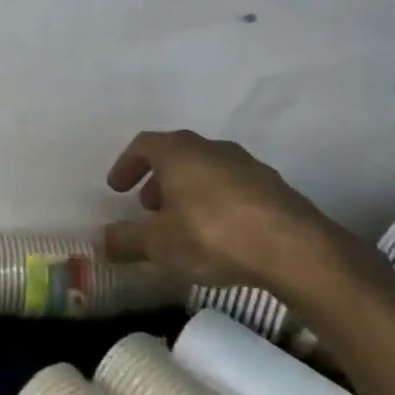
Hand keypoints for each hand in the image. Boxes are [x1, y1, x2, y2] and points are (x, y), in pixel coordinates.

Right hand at [99, 130, 341, 295]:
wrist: (295, 249)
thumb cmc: (212, 235)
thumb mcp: (158, 244)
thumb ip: (125, 241)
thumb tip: (100, 241)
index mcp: (177, 151)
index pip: (143, 145)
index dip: (126, 165)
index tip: (117, 188)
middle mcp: (210, 147)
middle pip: (176, 155)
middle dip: (158, 180)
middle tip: (149, 208)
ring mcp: (247, 164)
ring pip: (207, 170)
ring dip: (189, 190)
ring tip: (184, 223)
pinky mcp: (274, 186)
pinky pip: (235, 187)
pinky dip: (218, 202)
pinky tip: (221, 233)